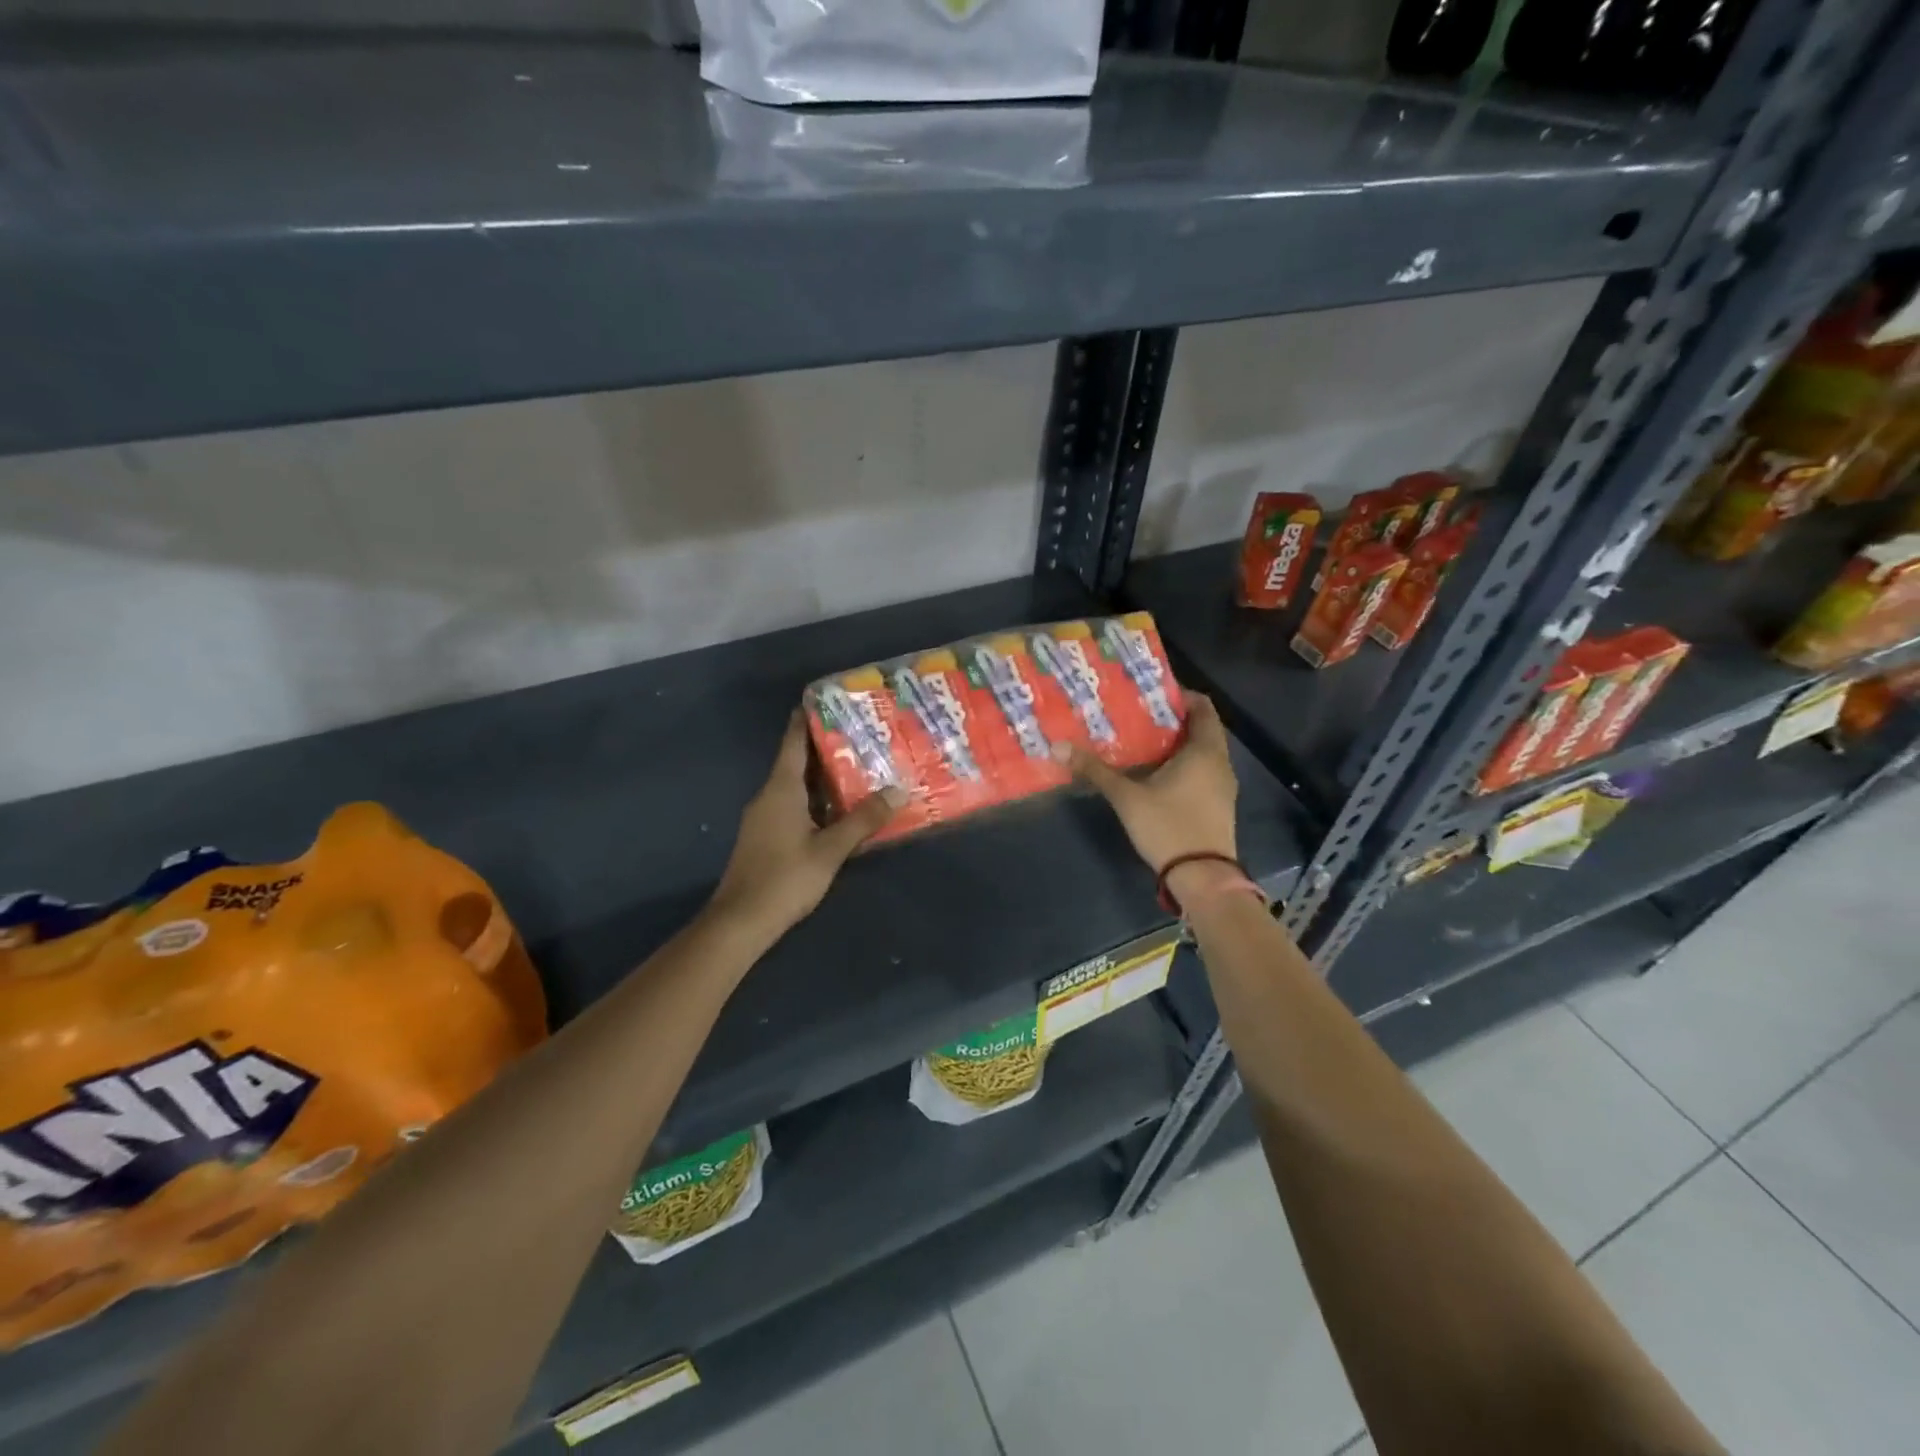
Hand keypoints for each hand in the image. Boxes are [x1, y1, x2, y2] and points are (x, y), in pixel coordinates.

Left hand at [709, 712, 903, 941]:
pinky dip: (817, 800)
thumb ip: (863, 820)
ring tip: (859, 767)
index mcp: (781, 789)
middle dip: (827, 747)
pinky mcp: (766, 837)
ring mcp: (764, 817)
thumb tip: (897, 790)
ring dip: (824, 776)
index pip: (793, 741)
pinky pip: (794, 806)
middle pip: (798, 761)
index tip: (827, 700)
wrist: (740, 921)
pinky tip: (840, 809)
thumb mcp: (830, 849)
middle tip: (862, 735)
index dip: (807, 718)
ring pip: (797, 786)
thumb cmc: (785, 878)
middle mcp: (769, 795)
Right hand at [1059, 691, 1237, 873]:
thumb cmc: (1168, 826)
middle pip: (1201, 728)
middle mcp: (1220, 762)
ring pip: (1202, 752)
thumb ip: (1095, 769)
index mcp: (1205, 750)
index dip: (1179, 695)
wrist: (1202, 878)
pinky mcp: (1219, 805)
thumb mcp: (1126, 796)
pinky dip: (1183, 765)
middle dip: (1171, 719)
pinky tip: (1155, 774)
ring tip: (1141, 741)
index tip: (1150, 691)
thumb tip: (1058, 746)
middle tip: (1136, 714)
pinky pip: (1202, 772)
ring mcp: (1223, 786)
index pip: (1202, 706)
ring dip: (1176, 744)